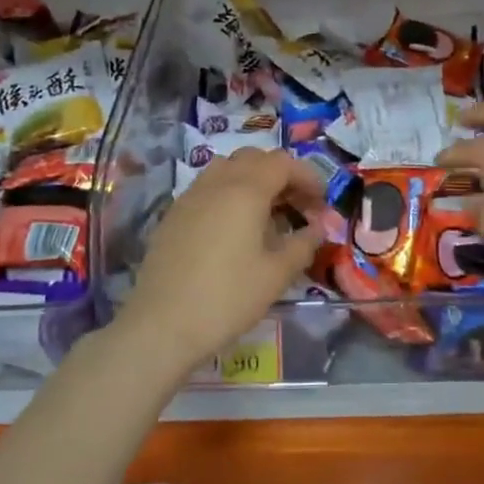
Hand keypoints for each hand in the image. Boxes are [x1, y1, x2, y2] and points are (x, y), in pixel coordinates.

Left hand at [118, 148, 326, 376]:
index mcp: (246, 190)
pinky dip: (228, 193)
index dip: (307, 176)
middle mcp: (217, 182)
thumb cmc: (228, 297)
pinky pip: (207, 188)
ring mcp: (190, 196)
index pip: (283, 163)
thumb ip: (303, 244)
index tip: (322, 203)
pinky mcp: (173, 215)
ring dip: (252, 180)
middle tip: (297, 205)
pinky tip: (234, 228)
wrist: (161, 325)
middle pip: (254, 158)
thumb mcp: (277, 274)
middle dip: (281, 174)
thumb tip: (318, 227)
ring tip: (266, 212)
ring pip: (227, 168)